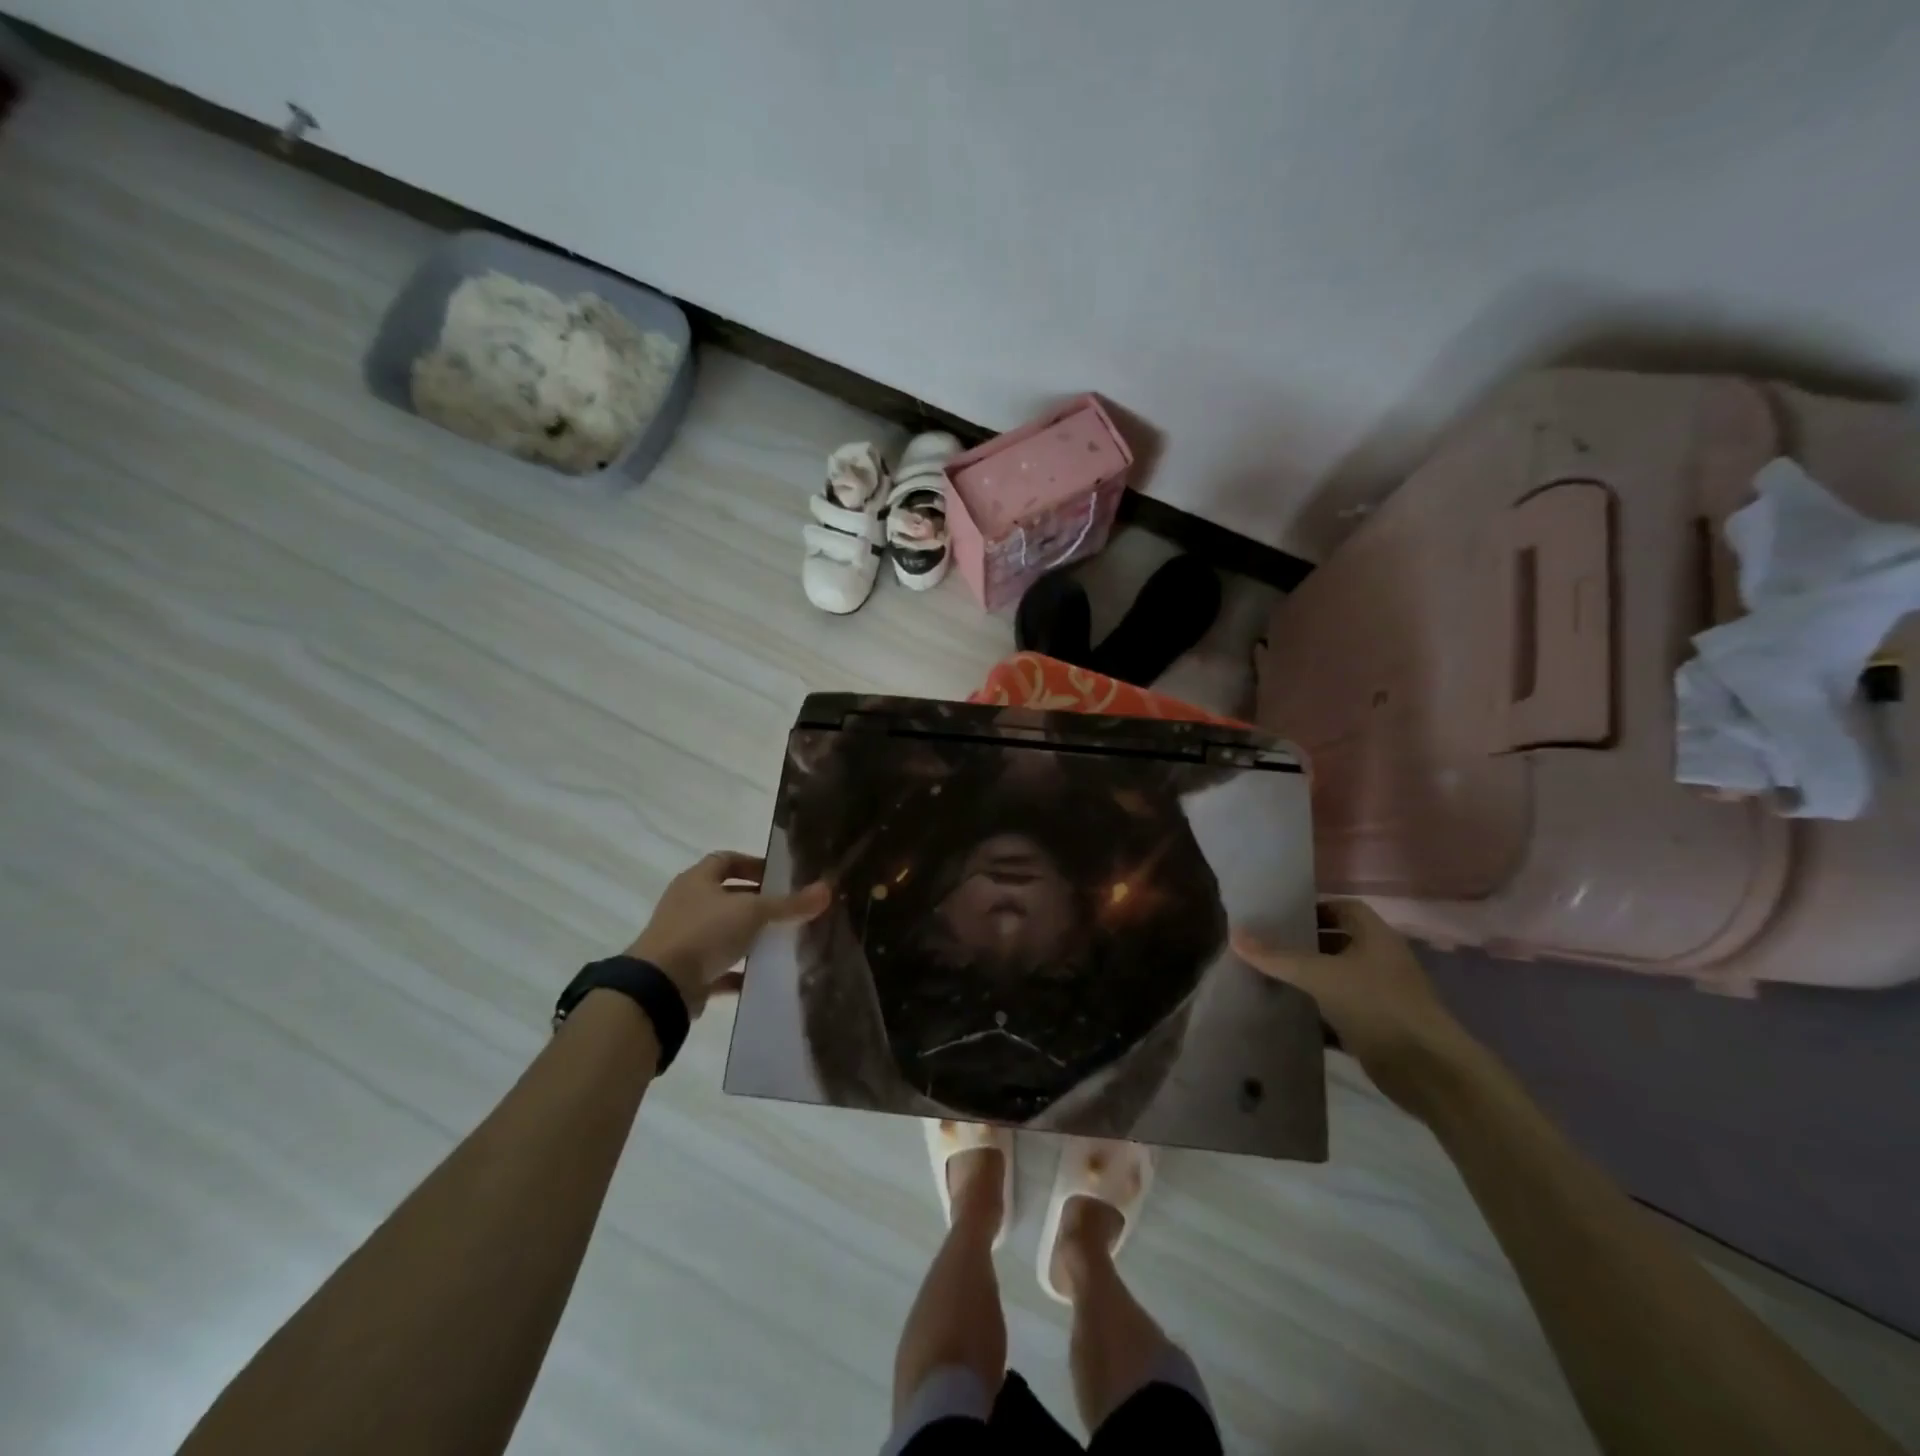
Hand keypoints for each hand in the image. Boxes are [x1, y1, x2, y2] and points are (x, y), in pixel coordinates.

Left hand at [627, 852, 830, 1015]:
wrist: (660, 986)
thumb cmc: (705, 932)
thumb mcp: (753, 912)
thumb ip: (789, 903)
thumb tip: (827, 889)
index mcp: (697, 879)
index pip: (727, 860)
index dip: (753, 864)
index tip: (780, 877)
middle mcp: (687, 904)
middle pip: (726, 896)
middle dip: (756, 902)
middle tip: (786, 910)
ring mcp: (683, 938)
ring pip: (723, 932)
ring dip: (748, 936)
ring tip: (780, 941)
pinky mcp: (685, 971)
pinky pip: (718, 967)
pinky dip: (738, 971)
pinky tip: (762, 976)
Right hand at [1231, 899, 1482, 1115]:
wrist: (1428, 1071)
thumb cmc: (1378, 1005)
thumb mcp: (1321, 976)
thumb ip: (1277, 957)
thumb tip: (1234, 934)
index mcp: (1376, 936)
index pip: (1342, 908)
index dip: (1313, 909)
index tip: (1279, 918)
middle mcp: (1381, 960)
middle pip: (1338, 942)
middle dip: (1304, 945)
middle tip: (1266, 946)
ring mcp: (1381, 995)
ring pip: (1338, 978)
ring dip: (1309, 979)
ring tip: (1269, 976)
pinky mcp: (1377, 1026)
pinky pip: (1340, 1010)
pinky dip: (1317, 1011)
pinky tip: (1287, 1013)